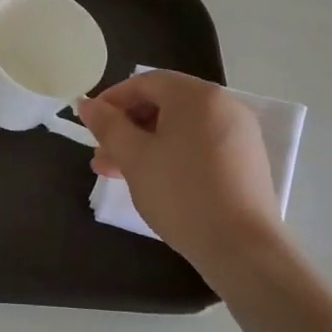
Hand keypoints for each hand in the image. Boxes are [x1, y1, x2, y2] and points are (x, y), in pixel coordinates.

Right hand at [75, 71, 285, 275]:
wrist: (242, 249)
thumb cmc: (181, 193)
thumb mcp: (134, 157)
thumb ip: (108, 125)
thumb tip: (87, 104)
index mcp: (197, 96)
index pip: (145, 83)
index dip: (112, 100)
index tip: (90, 125)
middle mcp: (223, 106)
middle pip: (164, 104)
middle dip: (127, 127)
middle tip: (101, 154)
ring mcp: (238, 134)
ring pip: (179, 128)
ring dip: (144, 144)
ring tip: (116, 172)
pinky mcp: (245, 161)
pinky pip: (199, 145)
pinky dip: (171, 154)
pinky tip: (151, 180)